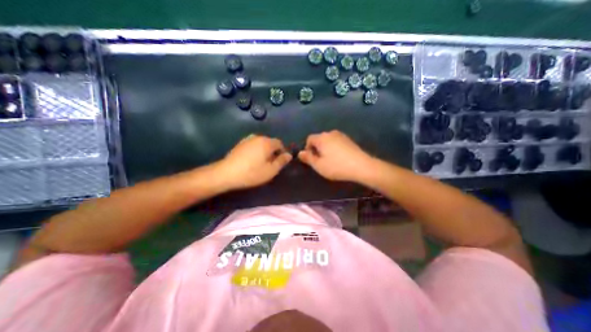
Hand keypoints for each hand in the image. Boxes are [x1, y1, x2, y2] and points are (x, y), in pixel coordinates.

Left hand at [216, 135, 289, 189]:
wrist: (226, 173)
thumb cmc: (252, 173)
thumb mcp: (271, 170)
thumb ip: (281, 161)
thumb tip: (289, 155)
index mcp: (267, 142)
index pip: (280, 143)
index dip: (282, 152)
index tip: (280, 162)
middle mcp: (258, 137)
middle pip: (270, 143)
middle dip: (273, 152)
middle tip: (271, 164)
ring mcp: (247, 139)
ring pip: (261, 144)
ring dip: (264, 151)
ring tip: (261, 163)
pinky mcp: (240, 144)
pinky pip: (253, 145)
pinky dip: (256, 151)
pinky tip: (252, 161)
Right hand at [299, 129, 375, 182]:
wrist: (361, 166)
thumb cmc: (336, 166)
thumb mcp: (319, 165)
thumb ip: (308, 158)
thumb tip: (300, 153)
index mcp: (321, 138)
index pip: (309, 139)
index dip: (307, 148)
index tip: (311, 159)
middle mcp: (330, 133)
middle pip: (319, 139)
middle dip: (317, 149)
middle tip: (320, 161)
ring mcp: (341, 135)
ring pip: (328, 141)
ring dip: (325, 148)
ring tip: (330, 160)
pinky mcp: (348, 139)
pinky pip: (336, 142)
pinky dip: (334, 148)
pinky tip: (339, 158)